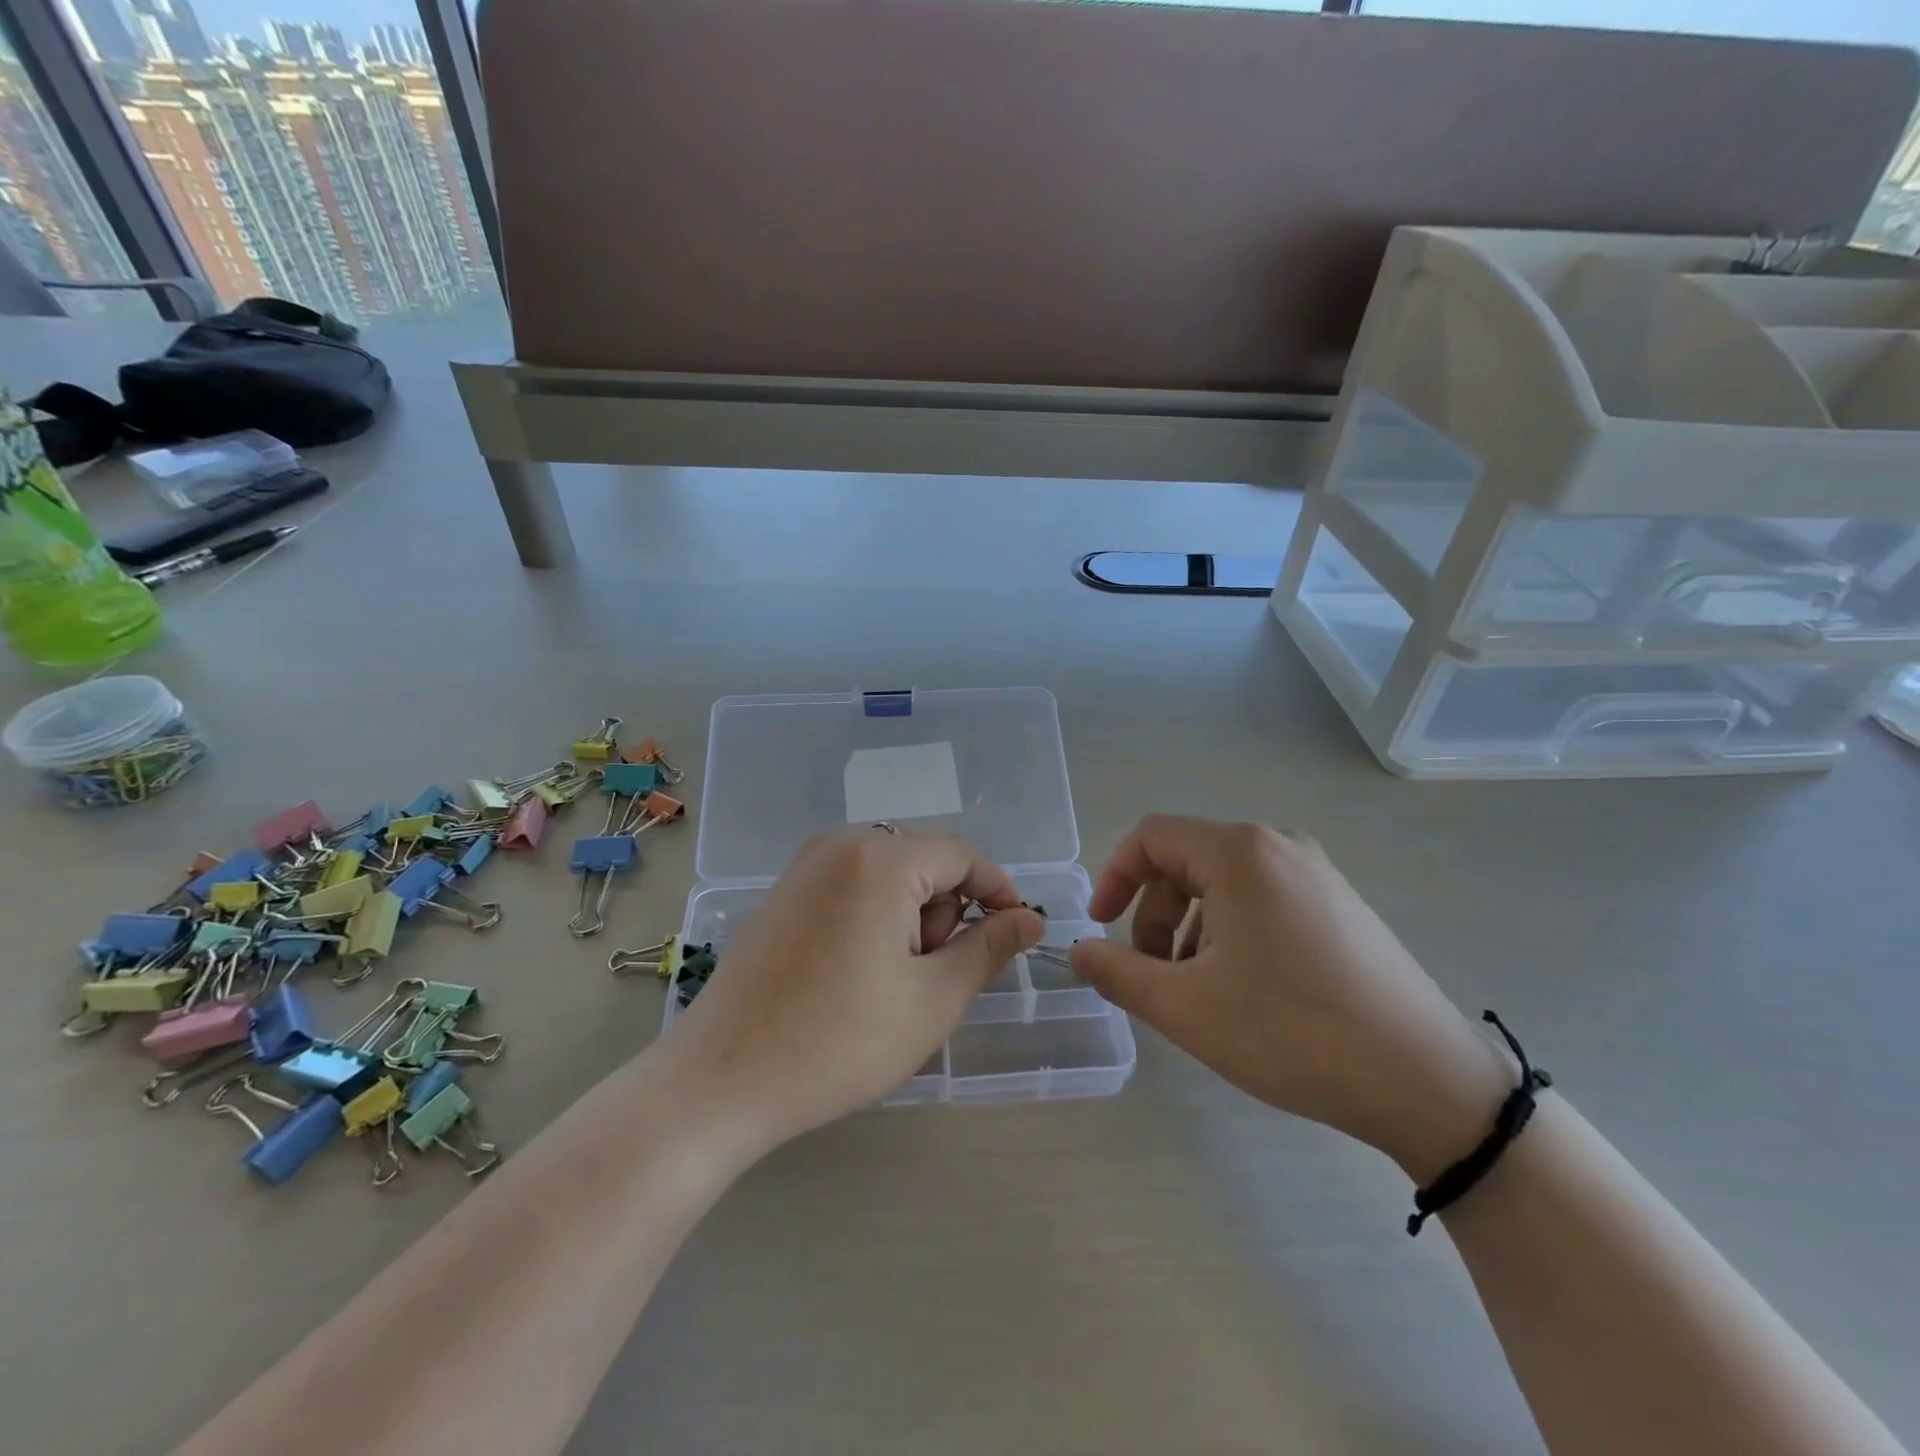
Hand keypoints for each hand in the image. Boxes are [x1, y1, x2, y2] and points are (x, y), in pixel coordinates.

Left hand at [668, 829, 1044, 1153]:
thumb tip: (1031, 918)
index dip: (998, 891)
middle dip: (945, 913)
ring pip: (888, 876)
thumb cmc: (838, 1041)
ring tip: (891, 983)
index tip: (1017, 933)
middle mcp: (839, 845)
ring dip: (910, 920)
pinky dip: (874, 919)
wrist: (719, 1081)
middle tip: (932, 977)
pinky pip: (851, 887)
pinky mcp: (783, 894)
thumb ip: (989, 948)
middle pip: (923, 862)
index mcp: (879, 859)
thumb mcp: (932, 998)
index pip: (961, 855)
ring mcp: (803, 867)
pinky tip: (856, 975)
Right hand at [1070, 816, 1512, 1179]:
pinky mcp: (1341, 906)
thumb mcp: (1185, 1007)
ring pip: (1224, 885)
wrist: (1427, 1083)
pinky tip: (1246, 992)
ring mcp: (1317, 875)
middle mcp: (1279, 847)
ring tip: (1199, 993)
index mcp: (1239, 853)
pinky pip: (1263, 901)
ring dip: (1191, 930)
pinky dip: (1231, 934)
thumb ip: (1116, 972)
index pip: (1151, 837)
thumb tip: (1078, 951)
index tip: (1101, 928)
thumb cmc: (1292, 1032)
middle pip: (1186, 862)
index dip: (1114, 877)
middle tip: (1154, 976)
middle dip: (1154, 915)